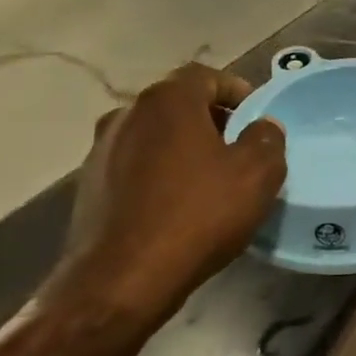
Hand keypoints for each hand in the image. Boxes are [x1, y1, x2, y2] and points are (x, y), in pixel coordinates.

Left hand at [53, 63, 285, 317]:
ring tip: (209, 178)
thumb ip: (267, 140)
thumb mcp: (256, 175)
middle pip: (177, 104)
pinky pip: (135, 167)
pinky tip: (176, 205)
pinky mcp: (89, 187)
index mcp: (167, 101)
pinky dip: (159, 174)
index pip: (206, 76)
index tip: (256, 114)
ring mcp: (100, 151)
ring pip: (154, 136)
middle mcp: (126, 115)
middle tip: (238, 147)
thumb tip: (263, 127)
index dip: (236, 90)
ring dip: (182, 147)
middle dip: (211, 119)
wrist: (121, 279)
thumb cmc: (196, 215)